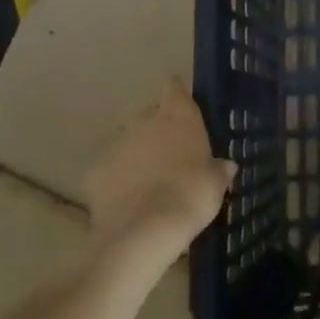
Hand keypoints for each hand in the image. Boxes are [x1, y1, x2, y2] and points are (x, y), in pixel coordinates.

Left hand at [82, 80, 234, 251]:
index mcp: (177, 115)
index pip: (174, 87)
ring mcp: (115, 145)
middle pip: (149, 115)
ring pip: (128, 142)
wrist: (144, 231)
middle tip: (172, 156)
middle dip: (158, 130)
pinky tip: (128, 202)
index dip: (179, 96)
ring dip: (137, 155)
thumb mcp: (216, 183)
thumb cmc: (191, 195)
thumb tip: (225, 166)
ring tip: (150, 183)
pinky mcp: (94, 172)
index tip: (186, 111)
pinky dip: (117, 180)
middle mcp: (143, 121)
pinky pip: (109, 170)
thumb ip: (219, 169)